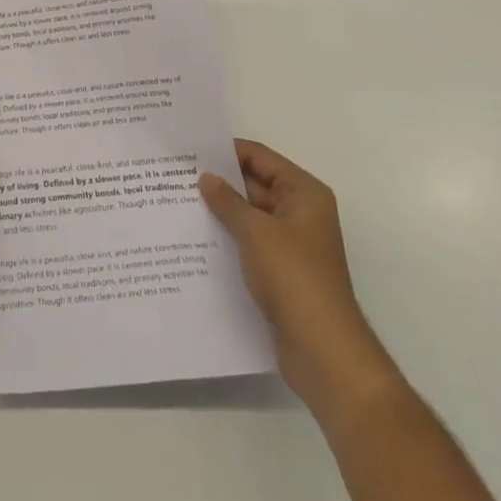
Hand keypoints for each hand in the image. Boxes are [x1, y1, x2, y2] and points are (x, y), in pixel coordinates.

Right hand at [201, 139, 398, 420]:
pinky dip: (229, 237)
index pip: (260, 157)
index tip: (191, 149)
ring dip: (222, 211)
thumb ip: (228, 201)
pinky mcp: (282, 271)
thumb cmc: (294, 277)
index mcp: (304, 193)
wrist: (323, 351)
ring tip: (180, 202)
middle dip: (221, 181)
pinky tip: (197, 237)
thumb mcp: (256, 231)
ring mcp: (292, 243)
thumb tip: (206, 178)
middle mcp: (301, 212)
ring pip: (251, 215)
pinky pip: (250, 242)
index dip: (227, 151)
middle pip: (255, 184)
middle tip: (177, 175)